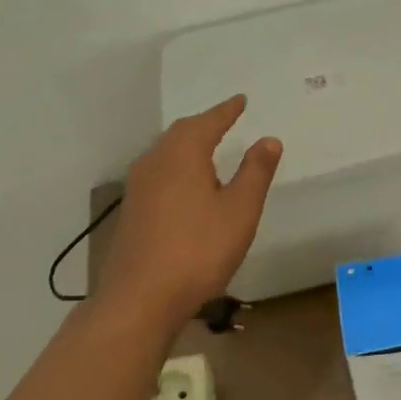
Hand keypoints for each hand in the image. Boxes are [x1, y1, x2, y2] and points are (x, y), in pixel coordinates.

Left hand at [99, 95, 282, 327]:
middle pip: (182, 132)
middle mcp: (155, 161)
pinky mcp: (131, 210)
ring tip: (208, 147)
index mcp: (183, 153)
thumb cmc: (197, 250)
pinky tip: (185, 184)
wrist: (139, 299)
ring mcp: (138, 186)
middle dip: (205, 124)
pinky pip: (158, 172)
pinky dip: (177, 166)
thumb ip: (255, 172)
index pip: (208, 122)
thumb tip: (269, 139)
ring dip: (188, 145)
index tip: (241, 100)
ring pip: (166, 152)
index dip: (227, 111)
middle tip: (225, 119)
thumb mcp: (239, 210)